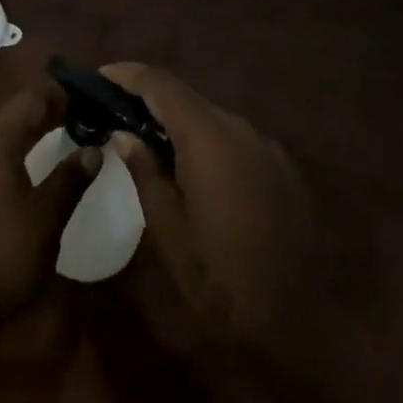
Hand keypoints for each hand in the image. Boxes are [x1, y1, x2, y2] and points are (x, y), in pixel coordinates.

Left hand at [0, 81, 99, 321]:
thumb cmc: (1, 253)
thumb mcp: (45, 218)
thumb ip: (70, 179)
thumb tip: (93, 149)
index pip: (32, 98)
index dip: (62, 94)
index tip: (91, 96)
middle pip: (18, 111)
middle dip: (51, 109)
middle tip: (86, 112)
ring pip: (7, 131)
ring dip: (36, 128)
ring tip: (68, 130)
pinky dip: (22, 147)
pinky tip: (39, 161)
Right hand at [102, 63, 329, 365]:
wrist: (302, 327)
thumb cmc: (222, 282)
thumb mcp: (168, 231)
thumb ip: (144, 171)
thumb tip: (124, 133)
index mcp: (207, 136)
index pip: (160, 83)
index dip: (127, 74)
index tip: (100, 76)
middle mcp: (239, 127)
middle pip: (186, 97)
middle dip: (150, 98)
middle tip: (118, 113)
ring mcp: (265, 145)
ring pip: (211, 117)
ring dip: (180, 122)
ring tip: (152, 143)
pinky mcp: (283, 168)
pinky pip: (235, 139)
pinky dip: (208, 142)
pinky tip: (197, 172)